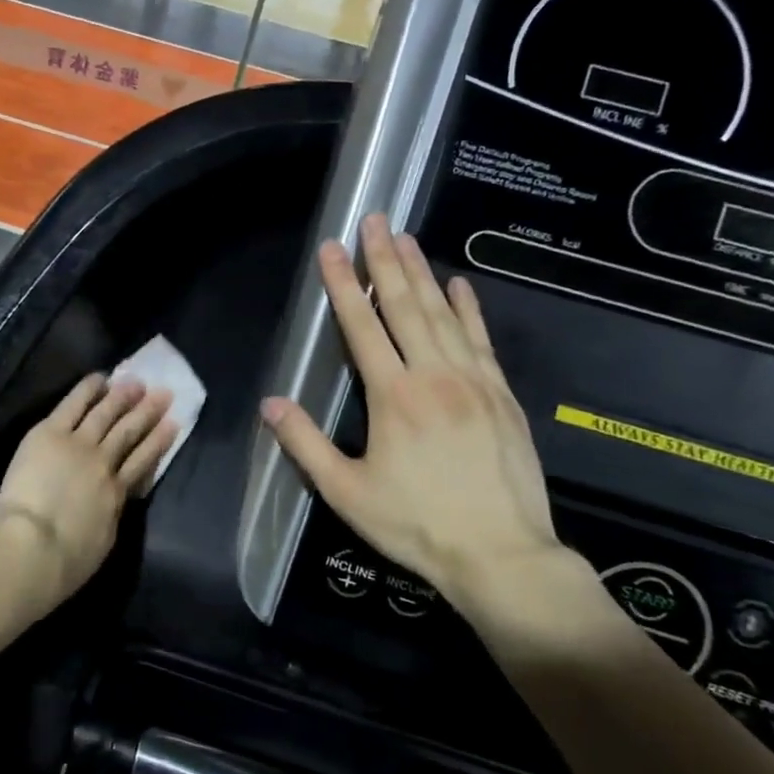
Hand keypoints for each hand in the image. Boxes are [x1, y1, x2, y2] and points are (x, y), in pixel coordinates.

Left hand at [0, 374, 176, 604]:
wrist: (34, 547)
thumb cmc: (67, 561)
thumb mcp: (104, 539)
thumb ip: (111, 513)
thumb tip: (113, 500)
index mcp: (117, 493)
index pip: (143, 462)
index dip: (159, 441)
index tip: (173, 424)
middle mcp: (103, 462)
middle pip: (129, 432)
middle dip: (148, 412)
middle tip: (164, 393)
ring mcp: (78, 444)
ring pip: (105, 414)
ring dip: (123, 396)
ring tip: (138, 382)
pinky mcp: (50, 434)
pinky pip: (72, 405)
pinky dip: (88, 389)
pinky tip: (100, 378)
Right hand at [259, 214, 599, 638]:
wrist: (501, 554)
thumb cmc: (415, 524)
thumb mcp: (346, 492)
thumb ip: (305, 444)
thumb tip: (271, 402)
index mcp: (393, 397)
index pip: (362, 327)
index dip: (344, 285)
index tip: (333, 248)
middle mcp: (434, 376)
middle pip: (405, 306)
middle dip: (386, 260)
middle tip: (376, 219)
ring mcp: (474, 382)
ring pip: (443, 315)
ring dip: (422, 273)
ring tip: (407, 238)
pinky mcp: (502, 395)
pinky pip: (481, 340)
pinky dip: (469, 309)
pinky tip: (461, 285)